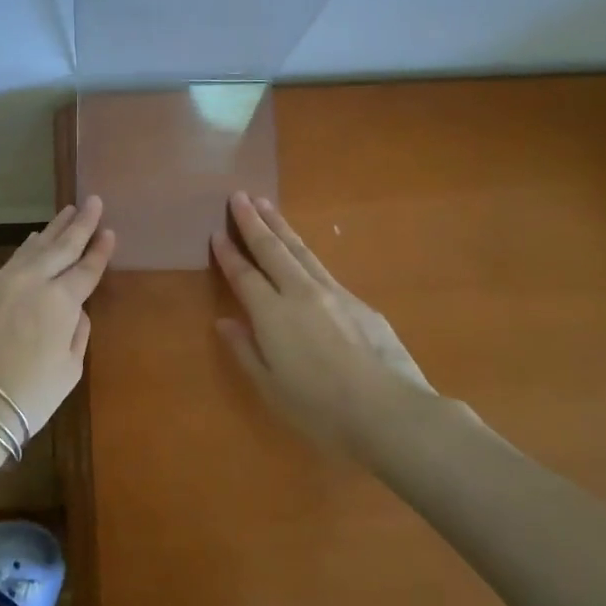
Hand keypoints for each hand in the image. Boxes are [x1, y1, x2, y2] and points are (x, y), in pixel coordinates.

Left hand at [0, 197, 114, 440]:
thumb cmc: (30, 396)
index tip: (110, 231)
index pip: (86, 269)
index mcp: (61, 302)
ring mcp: (0, 284)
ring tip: (66, 212)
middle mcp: (32, 282)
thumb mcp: (70, 369)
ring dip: (52, 230)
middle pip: (62, 247)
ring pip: (32, 249)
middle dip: (81, 223)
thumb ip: (77, 332)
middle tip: (94, 201)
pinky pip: (8, 264)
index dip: (100, 251)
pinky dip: (25, 250)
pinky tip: (32, 242)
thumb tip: (74, 310)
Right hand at [212, 191, 434, 457]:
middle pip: (273, 250)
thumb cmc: (320, 408)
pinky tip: (304, 253)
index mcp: (272, 315)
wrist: (388, 410)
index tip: (217, 231)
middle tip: (240, 195)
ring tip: (267, 205)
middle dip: (254, 222)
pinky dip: (306, 253)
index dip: (229, 253)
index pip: (244, 275)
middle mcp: (300, 293)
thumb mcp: (271, 387)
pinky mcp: (359, 302)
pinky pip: (323, 268)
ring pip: (301, 251)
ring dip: (281, 226)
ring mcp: (333, 293)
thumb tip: (225, 322)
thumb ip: (245, 350)